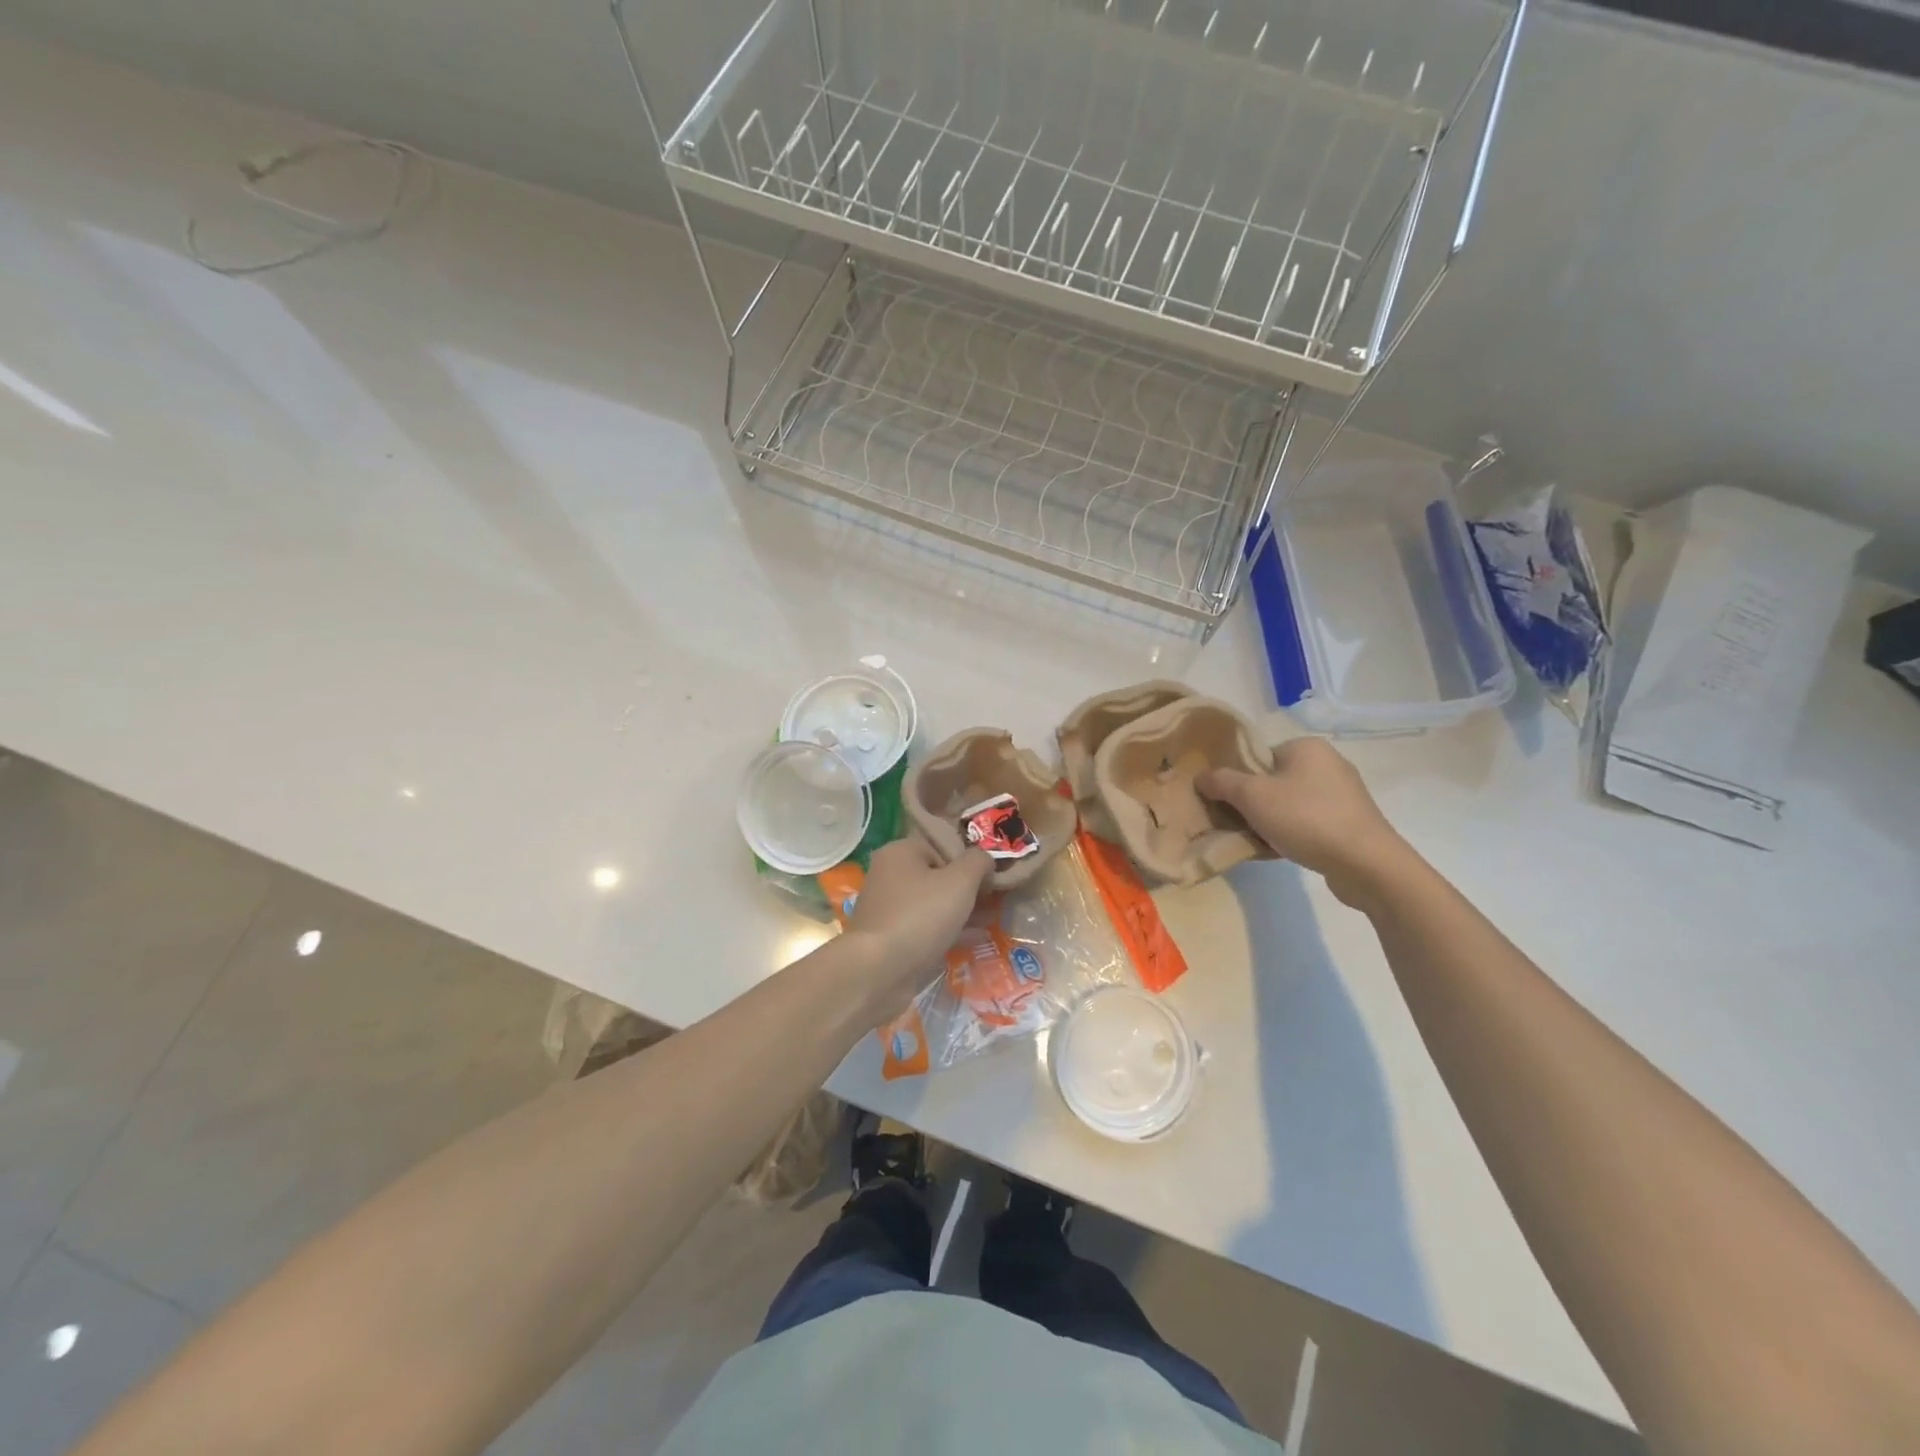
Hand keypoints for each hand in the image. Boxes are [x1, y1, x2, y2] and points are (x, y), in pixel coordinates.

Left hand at [842, 838, 991, 1005]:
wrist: (879, 970)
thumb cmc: (921, 915)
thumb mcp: (960, 881)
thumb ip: (978, 862)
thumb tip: (986, 858)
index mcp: (900, 852)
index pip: (941, 846)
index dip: (969, 860)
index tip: (990, 878)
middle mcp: (888, 875)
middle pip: (937, 875)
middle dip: (967, 888)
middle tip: (994, 901)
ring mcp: (887, 908)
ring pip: (932, 903)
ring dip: (960, 911)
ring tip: (990, 920)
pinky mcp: (889, 937)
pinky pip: (925, 927)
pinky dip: (947, 931)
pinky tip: (972, 940)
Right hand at [1197, 738, 1411, 908]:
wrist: (1366, 864)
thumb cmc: (1306, 818)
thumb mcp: (1252, 797)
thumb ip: (1222, 782)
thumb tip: (1201, 776)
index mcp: (1307, 747)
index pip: (1259, 756)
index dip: (1236, 778)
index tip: (1224, 802)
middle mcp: (1328, 764)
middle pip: (1272, 781)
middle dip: (1251, 804)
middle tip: (1235, 824)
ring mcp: (1343, 795)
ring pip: (1288, 804)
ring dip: (1268, 822)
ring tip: (1255, 842)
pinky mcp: (1351, 823)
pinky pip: (1308, 823)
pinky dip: (1291, 835)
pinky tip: (1278, 853)